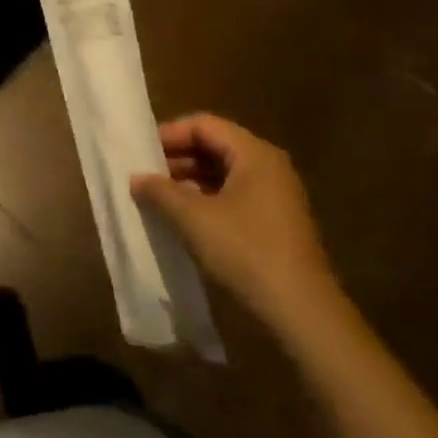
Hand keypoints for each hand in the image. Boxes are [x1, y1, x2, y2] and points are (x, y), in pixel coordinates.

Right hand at [132, 113, 340, 335]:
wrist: (302, 313)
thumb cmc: (246, 252)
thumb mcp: (193, 218)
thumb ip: (159, 191)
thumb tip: (136, 178)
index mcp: (254, 154)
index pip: (203, 125)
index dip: (169, 134)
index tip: (141, 153)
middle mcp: (268, 166)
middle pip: (214, 146)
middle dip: (177, 158)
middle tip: (145, 175)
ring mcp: (275, 195)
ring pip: (223, 172)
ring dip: (189, 180)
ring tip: (157, 197)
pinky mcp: (275, 221)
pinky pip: (233, 195)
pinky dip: (206, 199)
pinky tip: (183, 218)